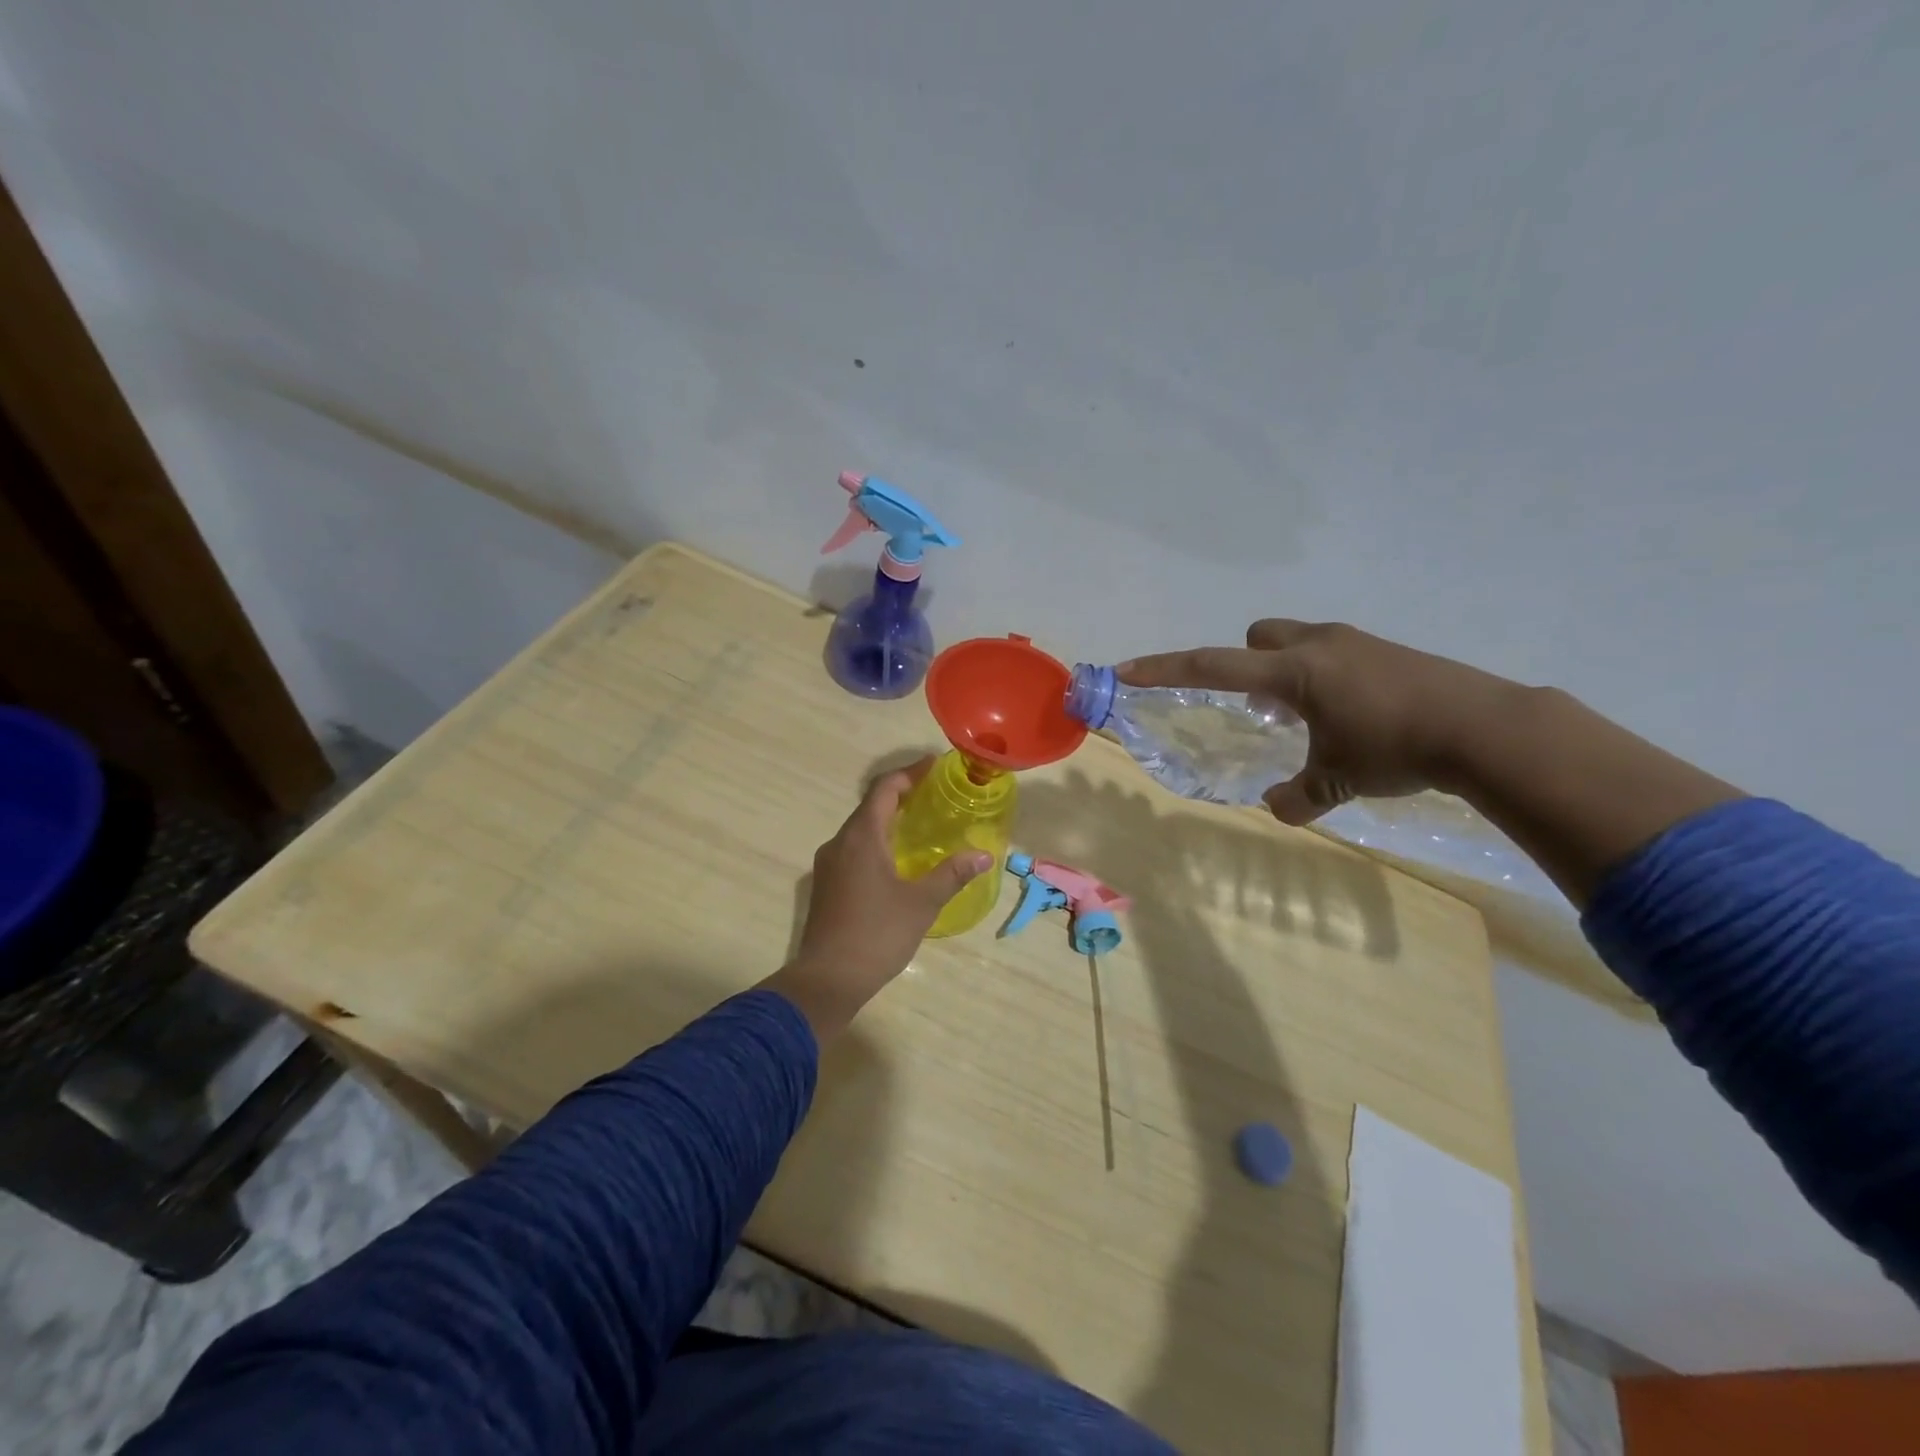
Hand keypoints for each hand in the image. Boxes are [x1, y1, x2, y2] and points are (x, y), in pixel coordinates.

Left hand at [761, 759, 990, 1041]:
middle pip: (871, 805)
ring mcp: (829, 864)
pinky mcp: (827, 885)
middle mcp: (840, 842)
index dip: (910, 773)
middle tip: (934, 793)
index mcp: (861, 837)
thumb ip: (951, 874)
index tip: (935, 765)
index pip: (885, 789)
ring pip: (861, 829)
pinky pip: (854, 849)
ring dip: (888, 819)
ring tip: (921, 824)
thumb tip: (983, 855)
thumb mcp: (921, 903)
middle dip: (902, 794)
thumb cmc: (876, 934)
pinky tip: (897, 859)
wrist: (827, 979)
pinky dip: (877, 841)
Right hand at [1119, 619, 1524, 825]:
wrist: (1486, 727)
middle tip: (1261, 708)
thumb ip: (1300, 796)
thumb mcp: (1339, 779)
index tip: (1128, 669)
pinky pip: (1333, 652)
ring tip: (1308, 717)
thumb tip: (1278, 809)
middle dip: (1246, 665)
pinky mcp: (1387, 650)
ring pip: (1297, 641)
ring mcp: (1356, 642)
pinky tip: (1353, 715)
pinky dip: (1325, 677)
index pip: (1212, 666)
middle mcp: (1318, 645)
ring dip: (1287, 671)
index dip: (1165, 669)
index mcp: (1293, 672)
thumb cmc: (1396, 747)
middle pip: (1257, 637)